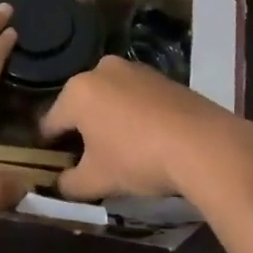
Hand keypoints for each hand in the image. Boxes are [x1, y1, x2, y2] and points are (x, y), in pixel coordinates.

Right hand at [39, 56, 252, 201]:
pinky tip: (146, 137)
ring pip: (110, 98)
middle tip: (89, 158)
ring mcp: (134, 69)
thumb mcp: (97, 180)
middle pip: (81, 105)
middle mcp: (101, 70)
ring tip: (120, 148)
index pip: (51, 122)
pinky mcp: (162, 75)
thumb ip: (70, 183)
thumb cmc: (137, 158)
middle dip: (82, 129)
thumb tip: (61, 184)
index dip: (49, 146)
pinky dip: (134, 114)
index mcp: (77, 91)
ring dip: (109, 119)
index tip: (54, 163)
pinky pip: (136, 97)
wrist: (203, 144)